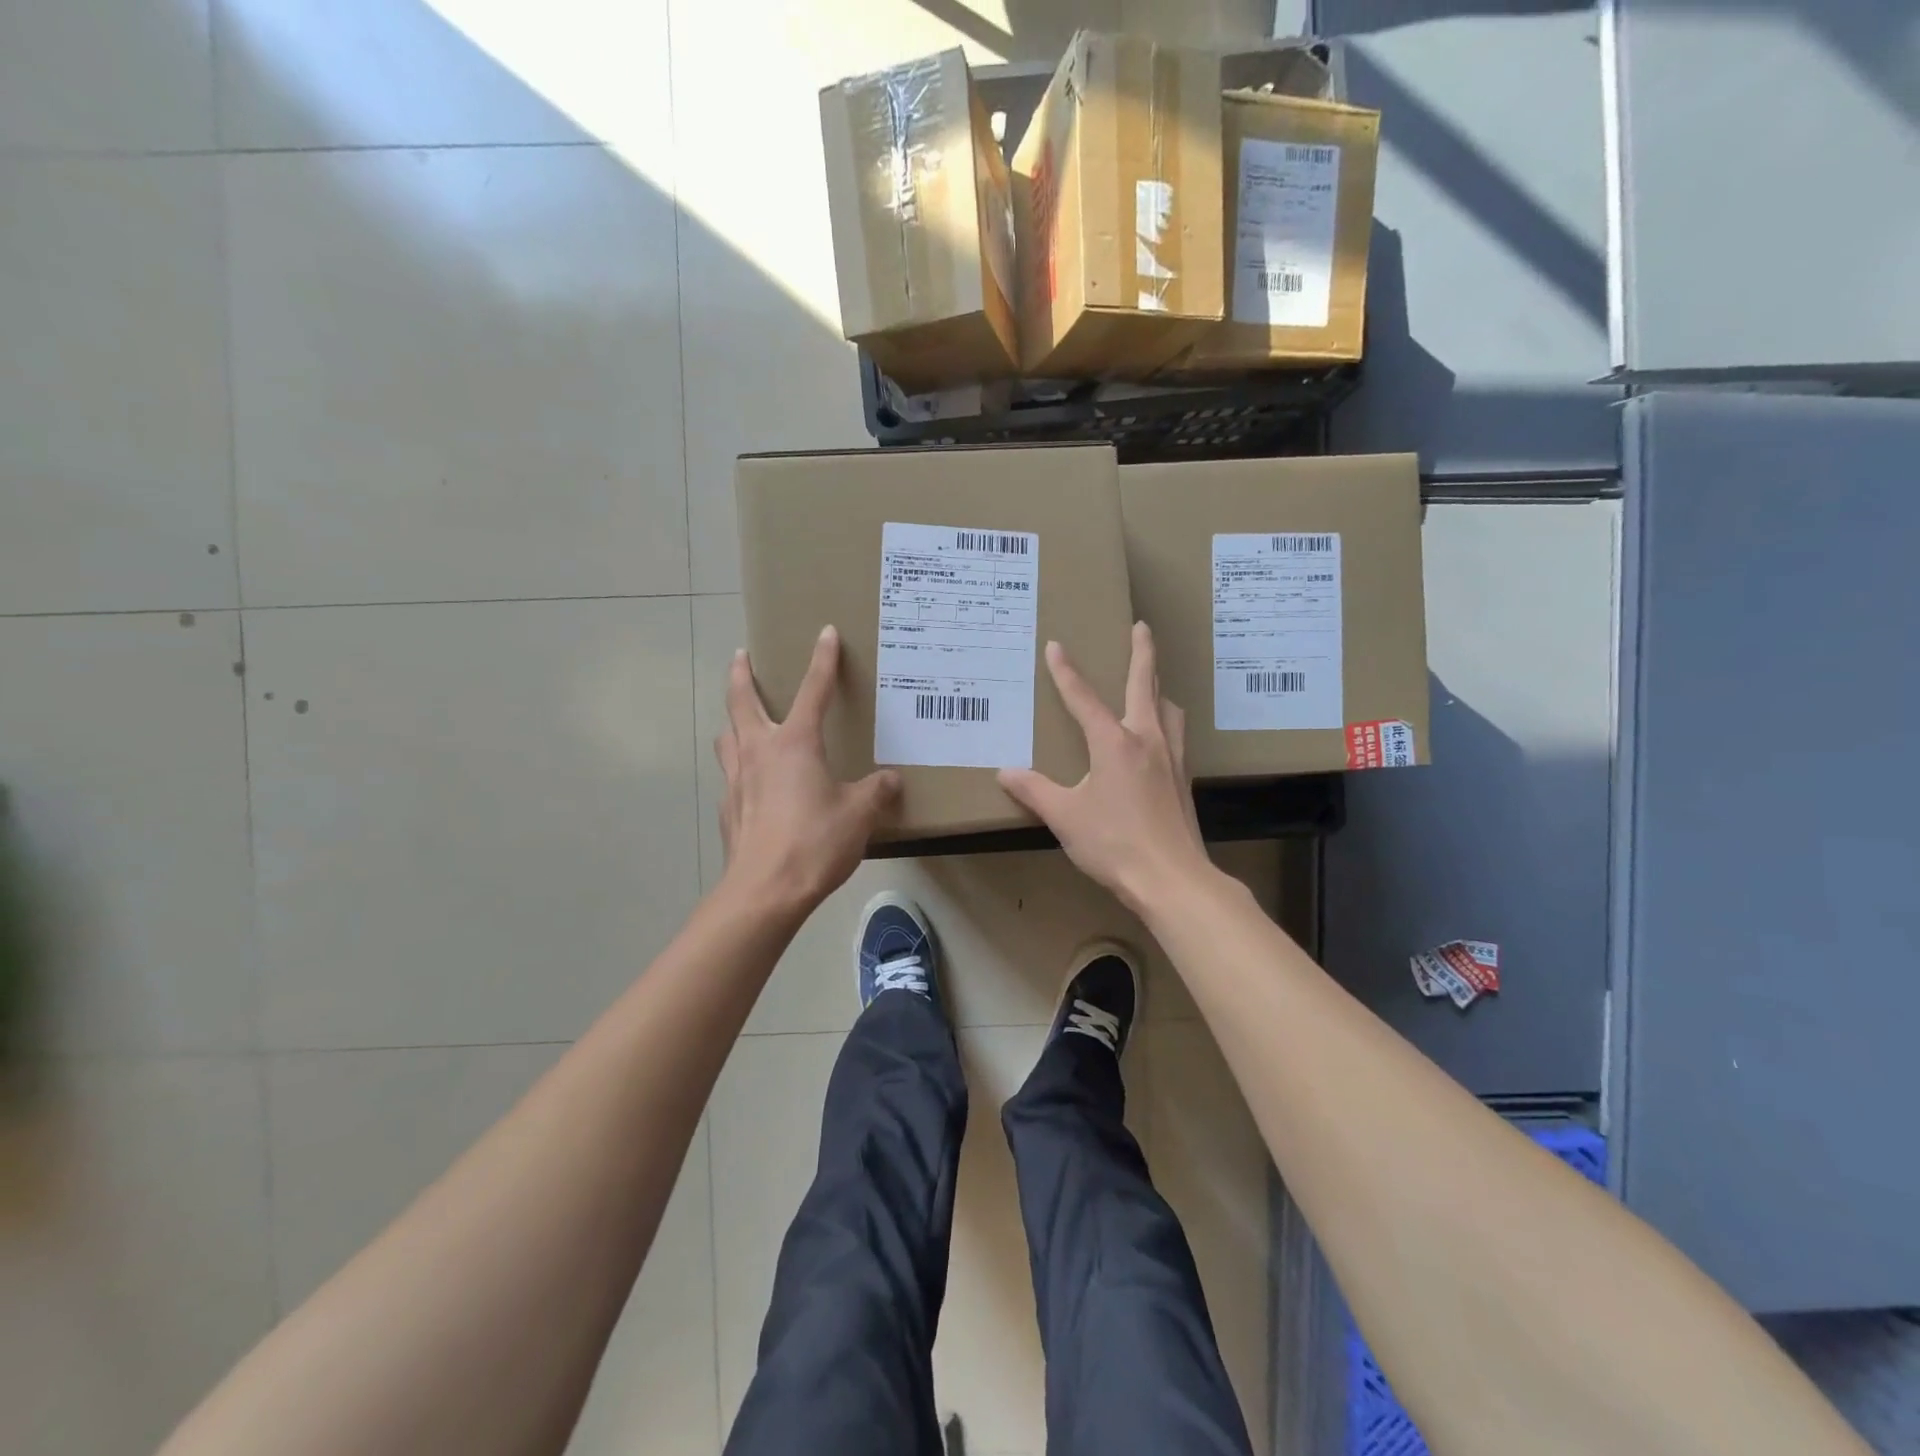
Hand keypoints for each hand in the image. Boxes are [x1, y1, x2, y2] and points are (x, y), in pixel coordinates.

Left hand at [714, 625, 900, 915]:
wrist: (765, 890)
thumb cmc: (815, 842)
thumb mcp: (859, 814)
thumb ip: (876, 792)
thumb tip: (891, 780)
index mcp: (795, 743)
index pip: (812, 690)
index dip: (822, 660)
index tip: (824, 633)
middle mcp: (759, 751)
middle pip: (742, 701)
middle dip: (742, 675)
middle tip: (741, 656)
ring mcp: (736, 780)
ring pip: (727, 737)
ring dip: (733, 721)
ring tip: (741, 720)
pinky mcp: (728, 809)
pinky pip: (730, 776)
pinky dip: (738, 767)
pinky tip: (751, 784)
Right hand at [998, 622, 1210, 915]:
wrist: (1172, 879)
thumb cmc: (1114, 844)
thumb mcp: (1065, 817)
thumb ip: (1034, 790)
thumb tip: (1005, 772)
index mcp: (1114, 743)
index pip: (1084, 699)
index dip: (1066, 672)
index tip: (1056, 646)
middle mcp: (1147, 740)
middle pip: (1146, 684)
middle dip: (1142, 652)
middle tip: (1141, 626)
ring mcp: (1171, 759)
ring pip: (1169, 709)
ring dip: (1159, 689)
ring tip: (1152, 686)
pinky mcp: (1183, 780)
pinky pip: (1177, 736)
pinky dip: (1167, 722)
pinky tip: (1159, 739)